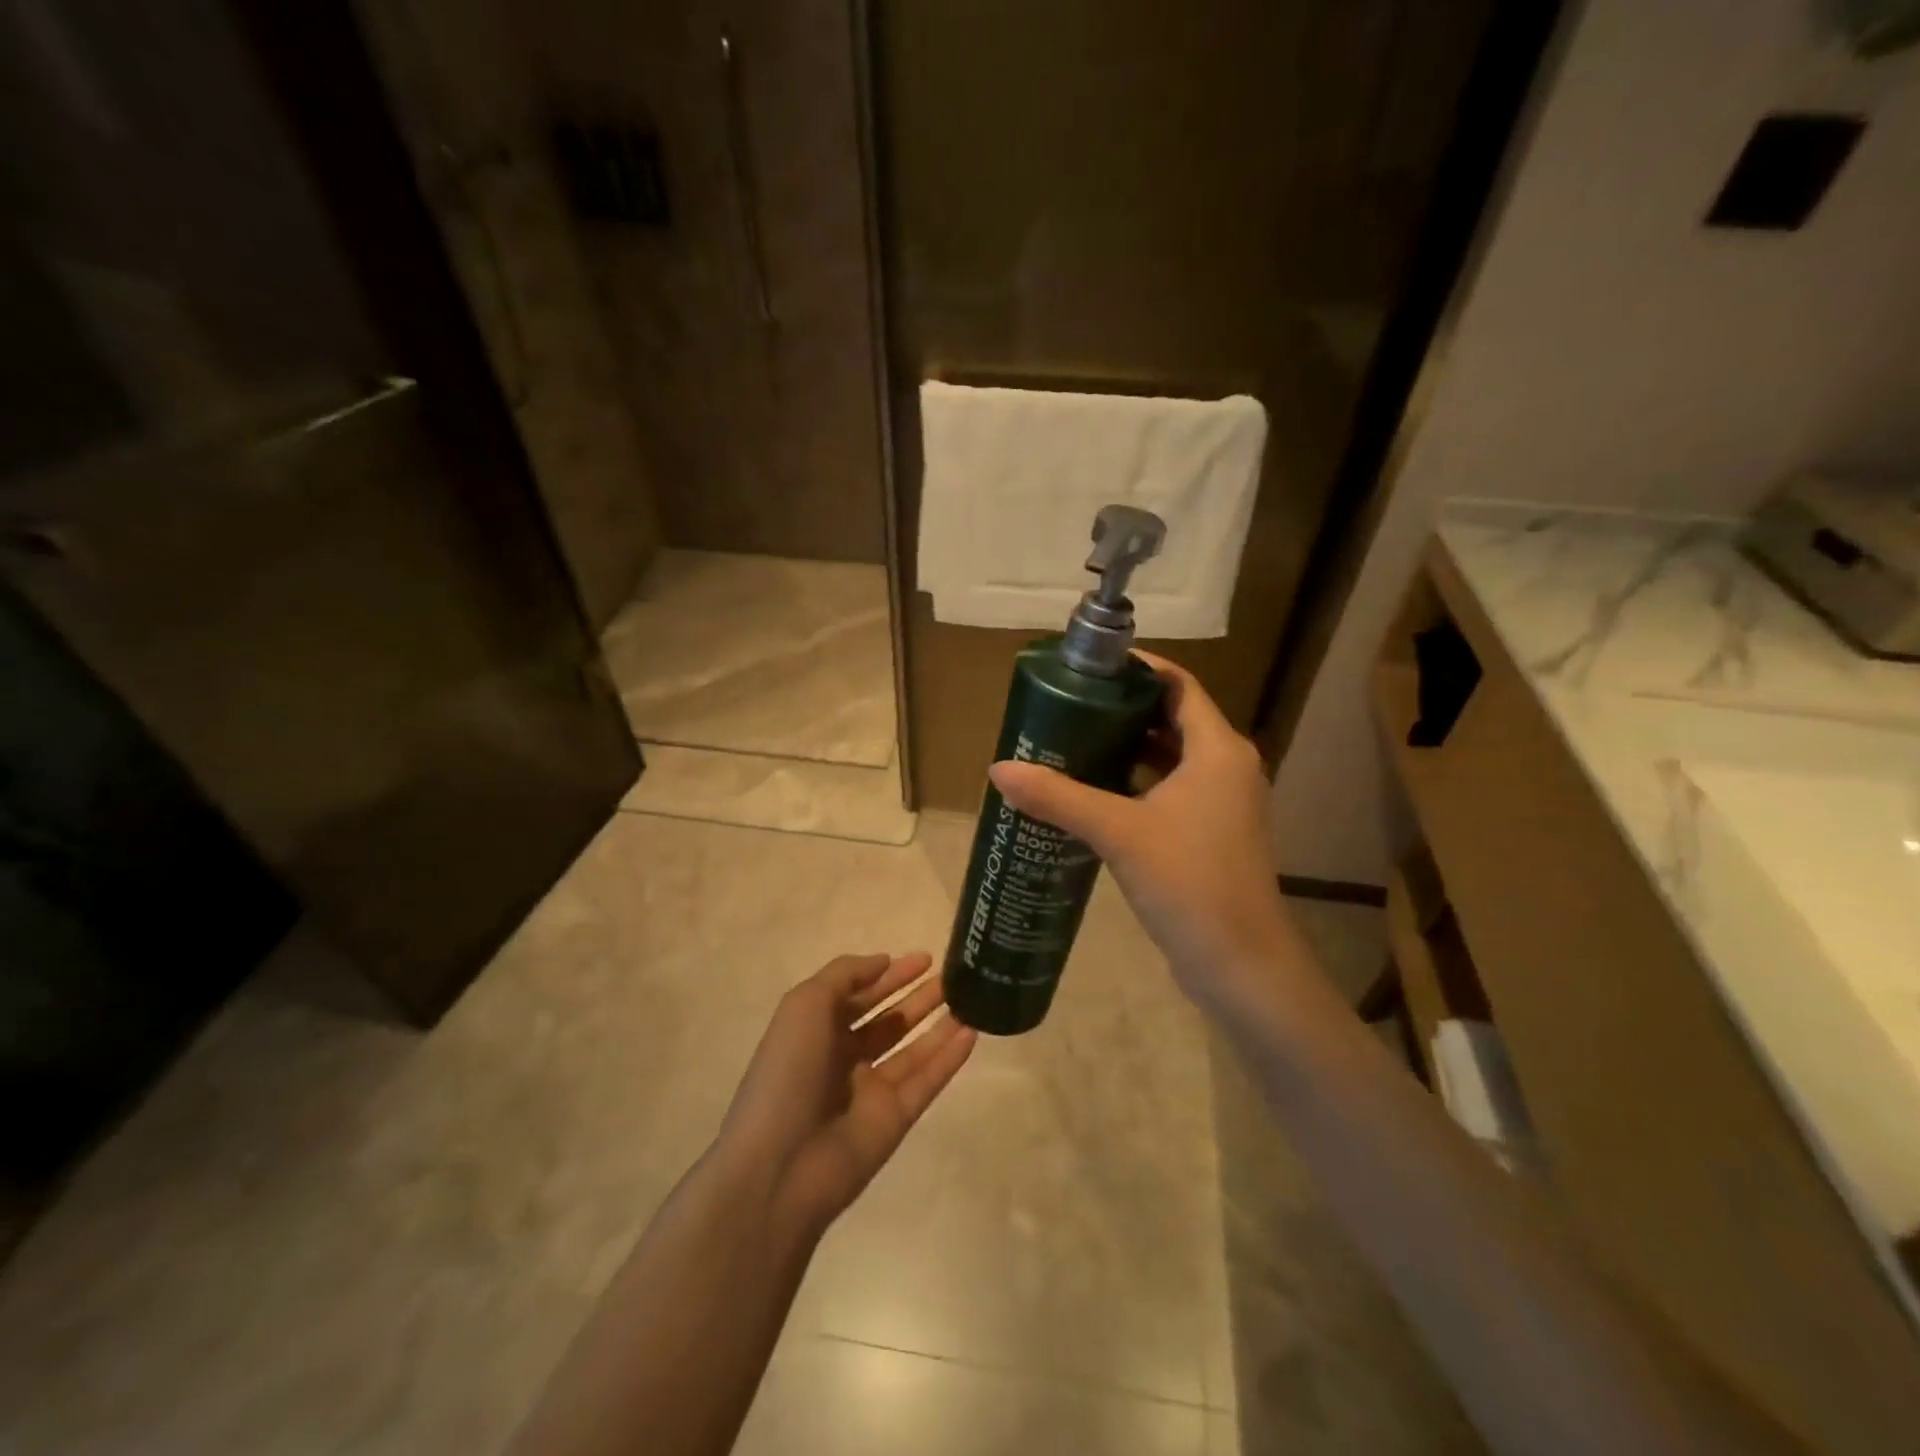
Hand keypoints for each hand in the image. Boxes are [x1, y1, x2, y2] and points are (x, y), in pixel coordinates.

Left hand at [715, 952, 975, 1239]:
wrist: (780, 1166)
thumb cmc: (788, 1072)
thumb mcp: (805, 1004)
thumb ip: (844, 975)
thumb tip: (883, 962)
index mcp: (816, 1031)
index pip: (860, 995)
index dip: (890, 975)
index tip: (925, 958)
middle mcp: (843, 1058)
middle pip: (889, 1021)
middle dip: (918, 998)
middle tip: (953, 978)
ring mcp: (871, 1090)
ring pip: (913, 1049)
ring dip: (939, 1024)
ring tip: (970, 999)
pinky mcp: (895, 1119)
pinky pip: (927, 1081)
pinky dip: (949, 1058)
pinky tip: (972, 1033)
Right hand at [988, 654, 1294, 1008]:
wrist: (1240, 965)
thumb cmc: (1189, 882)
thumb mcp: (1118, 832)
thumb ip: (1058, 798)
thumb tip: (998, 770)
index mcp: (1218, 749)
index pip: (1178, 685)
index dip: (1137, 669)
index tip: (1089, 666)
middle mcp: (1226, 767)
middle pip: (1171, 718)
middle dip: (1121, 710)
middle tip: (1067, 705)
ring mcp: (1221, 804)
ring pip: (1169, 758)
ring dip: (1126, 749)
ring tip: (1071, 742)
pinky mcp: (1209, 834)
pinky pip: (1168, 792)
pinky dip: (1135, 784)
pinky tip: (1092, 793)